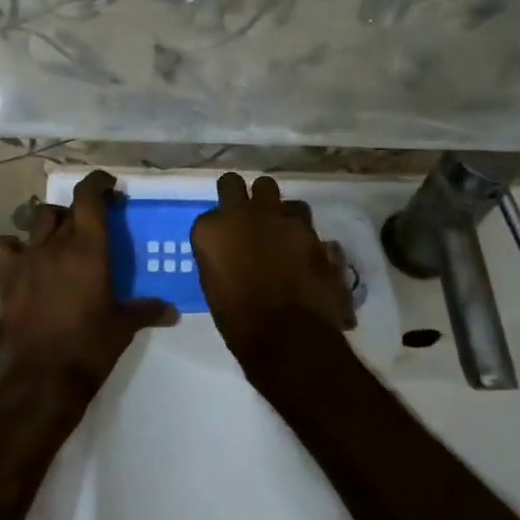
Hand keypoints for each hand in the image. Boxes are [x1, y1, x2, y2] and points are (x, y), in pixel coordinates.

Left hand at [0, 170, 176, 388]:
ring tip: (57, 239)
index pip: (89, 195)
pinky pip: (1, 248)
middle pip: (64, 208)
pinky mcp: (6, 278)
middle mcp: (56, 243)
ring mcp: (28, 258)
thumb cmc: (91, 345)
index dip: (97, 183)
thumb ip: (147, 311)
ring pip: (36, 221)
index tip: (108, 186)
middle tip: (91, 225)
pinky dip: (10, 248)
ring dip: (48, 224)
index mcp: (89, 246)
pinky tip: (20, 259)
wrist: (44, 376)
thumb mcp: (124, 326)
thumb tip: (172, 311)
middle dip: (78, 210)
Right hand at [192, 174, 355, 367]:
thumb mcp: (214, 285)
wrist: (288, 336)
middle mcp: (242, 212)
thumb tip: (229, 250)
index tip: (224, 241)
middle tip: (247, 217)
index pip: (210, 214)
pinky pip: (302, 218)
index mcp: (212, 229)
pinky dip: (300, 230)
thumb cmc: (240, 321)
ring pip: (275, 194)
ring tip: (280, 232)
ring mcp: (278, 216)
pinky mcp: (309, 228)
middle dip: (241, 196)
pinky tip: (302, 248)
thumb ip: (219, 255)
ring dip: (275, 210)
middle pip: (235, 183)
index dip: (219, 227)